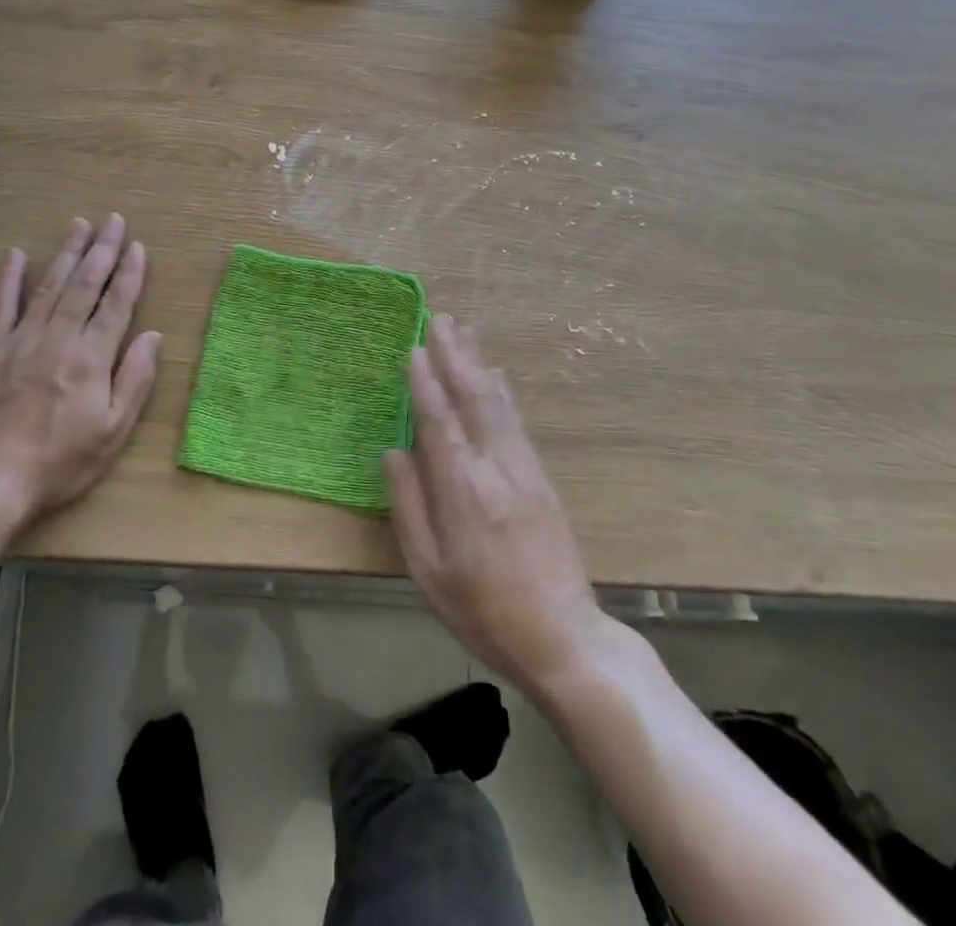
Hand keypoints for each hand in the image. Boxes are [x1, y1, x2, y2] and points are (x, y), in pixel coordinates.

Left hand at [0, 214, 160, 522]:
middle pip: (85, 285)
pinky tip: (15, 255)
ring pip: (50, 286)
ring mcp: (21, 340)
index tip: (138, 247)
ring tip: (79, 225)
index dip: (130, 274)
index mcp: (92, 358)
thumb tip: (153, 336)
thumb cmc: (59, 461)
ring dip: (66, 253)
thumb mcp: (113, 431)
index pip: (116, 305)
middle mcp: (59, 338)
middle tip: (114, 220)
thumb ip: (135, 380)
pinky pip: (1, 306)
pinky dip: (9, 279)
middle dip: (102, 250)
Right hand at [385, 315, 607, 695]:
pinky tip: (495, 374)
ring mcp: (525, 470)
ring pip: (498, 403)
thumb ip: (409, 506)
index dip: (425, 382)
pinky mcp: (542, 478)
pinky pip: (517, 421)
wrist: (562, 637)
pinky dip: (502, 391)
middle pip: (473, 399)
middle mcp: (496, 469)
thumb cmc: (482, 610)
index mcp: (463, 492)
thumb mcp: (428, 571)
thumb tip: (393, 451)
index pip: (440, 422)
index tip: (413, 347)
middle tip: (439, 318)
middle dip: (454, 356)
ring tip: (463, 331)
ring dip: (478, 362)